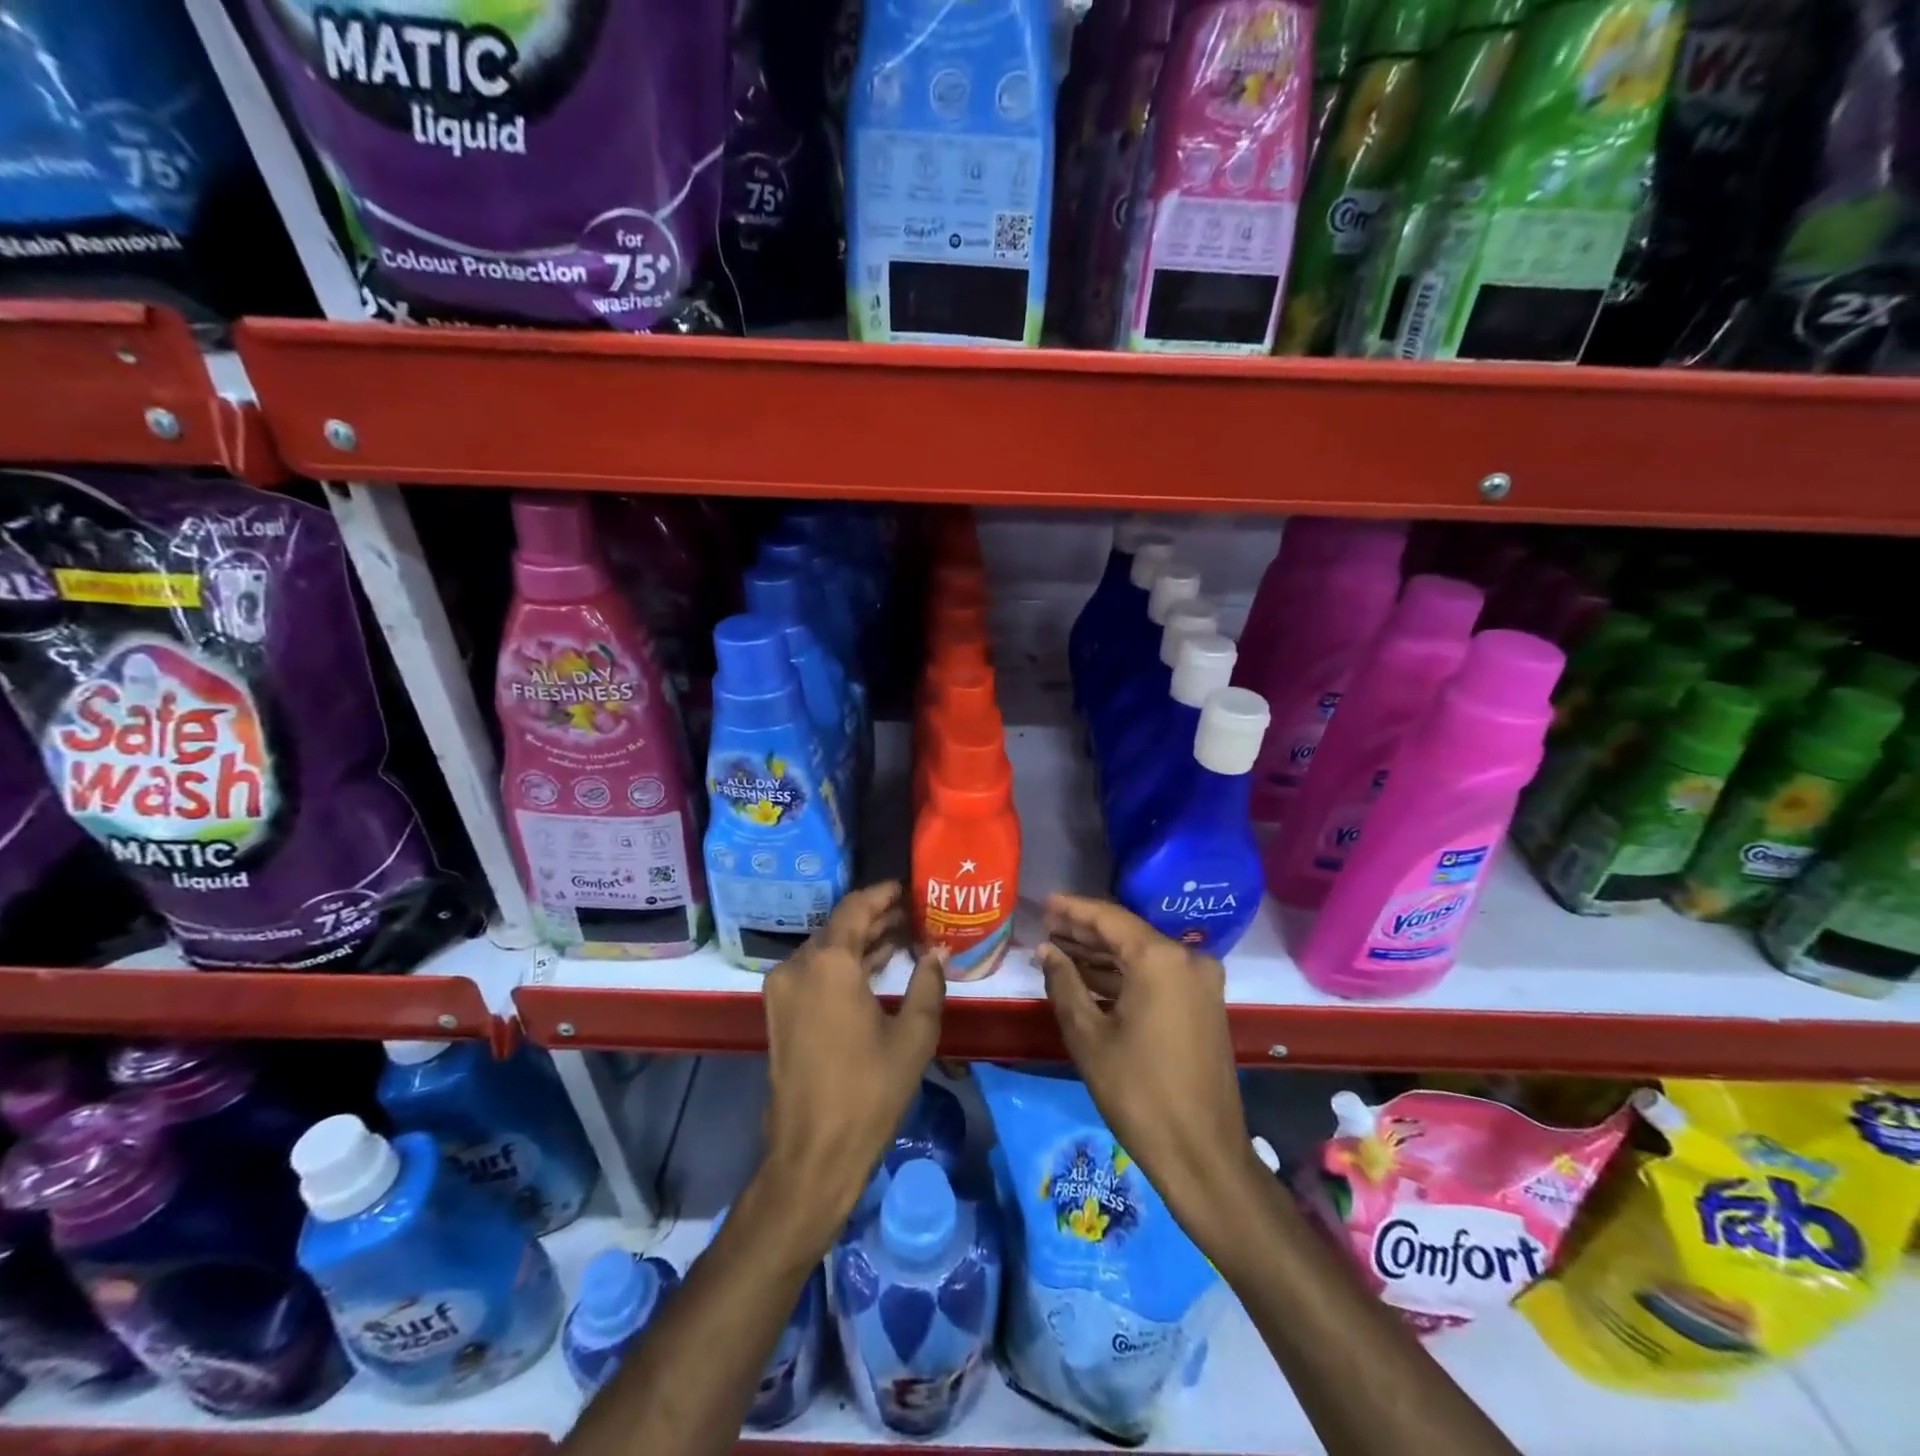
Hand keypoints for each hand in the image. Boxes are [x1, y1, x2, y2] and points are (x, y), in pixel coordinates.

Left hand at [760, 882, 946, 1244]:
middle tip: (914, 914)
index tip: (909, 888)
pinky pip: (814, 972)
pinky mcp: (779, 1012)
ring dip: (860, 942)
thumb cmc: (869, 1091)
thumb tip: (937, 950)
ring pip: (825, 949)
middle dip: (876, 918)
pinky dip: (842, 965)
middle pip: (839, 926)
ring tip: (901, 938)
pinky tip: (874, 969)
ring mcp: (782, 989)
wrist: (812, 1153)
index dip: (883, 894)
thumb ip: (928, 983)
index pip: (856, 907)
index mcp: (828, 962)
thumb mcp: (914, 1035)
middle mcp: (798, 965)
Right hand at [1036, 894, 1260, 1247]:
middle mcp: (1187, 959)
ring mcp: (1201, 983)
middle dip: (1084, 931)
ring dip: (1102, 954)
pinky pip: (1157, 976)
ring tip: (1059, 949)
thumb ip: (1064, 982)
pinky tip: (1090, 978)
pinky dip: (1124, 975)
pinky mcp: (1204, 1005)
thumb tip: (1047, 950)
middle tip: (1046, 926)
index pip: (1108, 918)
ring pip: (1141, 956)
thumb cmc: (1137, 1092)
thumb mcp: (1088, 1035)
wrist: (1202, 1154)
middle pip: (1127, 934)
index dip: (1072, 909)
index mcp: (1160, 959)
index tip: (1044, 902)